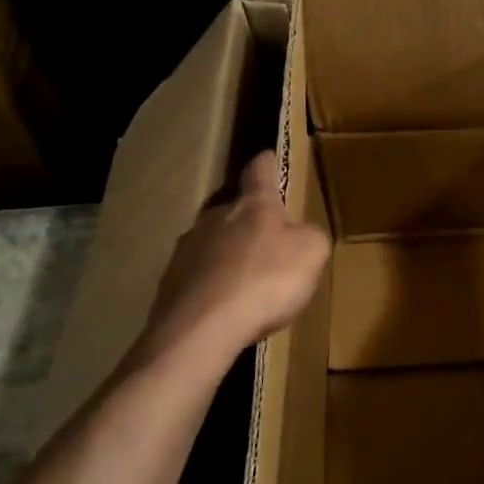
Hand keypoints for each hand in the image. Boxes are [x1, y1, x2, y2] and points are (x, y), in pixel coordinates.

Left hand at [135, 151, 330, 367]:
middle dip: (251, 221)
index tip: (269, 155)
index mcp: (253, 206)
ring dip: (231, 255)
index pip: (260, 172)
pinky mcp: (171, 282)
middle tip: (270, 240)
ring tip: (248, 281)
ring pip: (214, 243)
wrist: (202, 328)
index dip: (268, 163)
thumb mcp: (312, 254)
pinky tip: (227, 308)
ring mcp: (187, 249)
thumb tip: (301, 233)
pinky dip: (214, 285)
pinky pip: (200, 277)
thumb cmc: (265, 281)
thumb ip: (311, 236)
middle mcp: (215, 218)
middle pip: (235, 209)